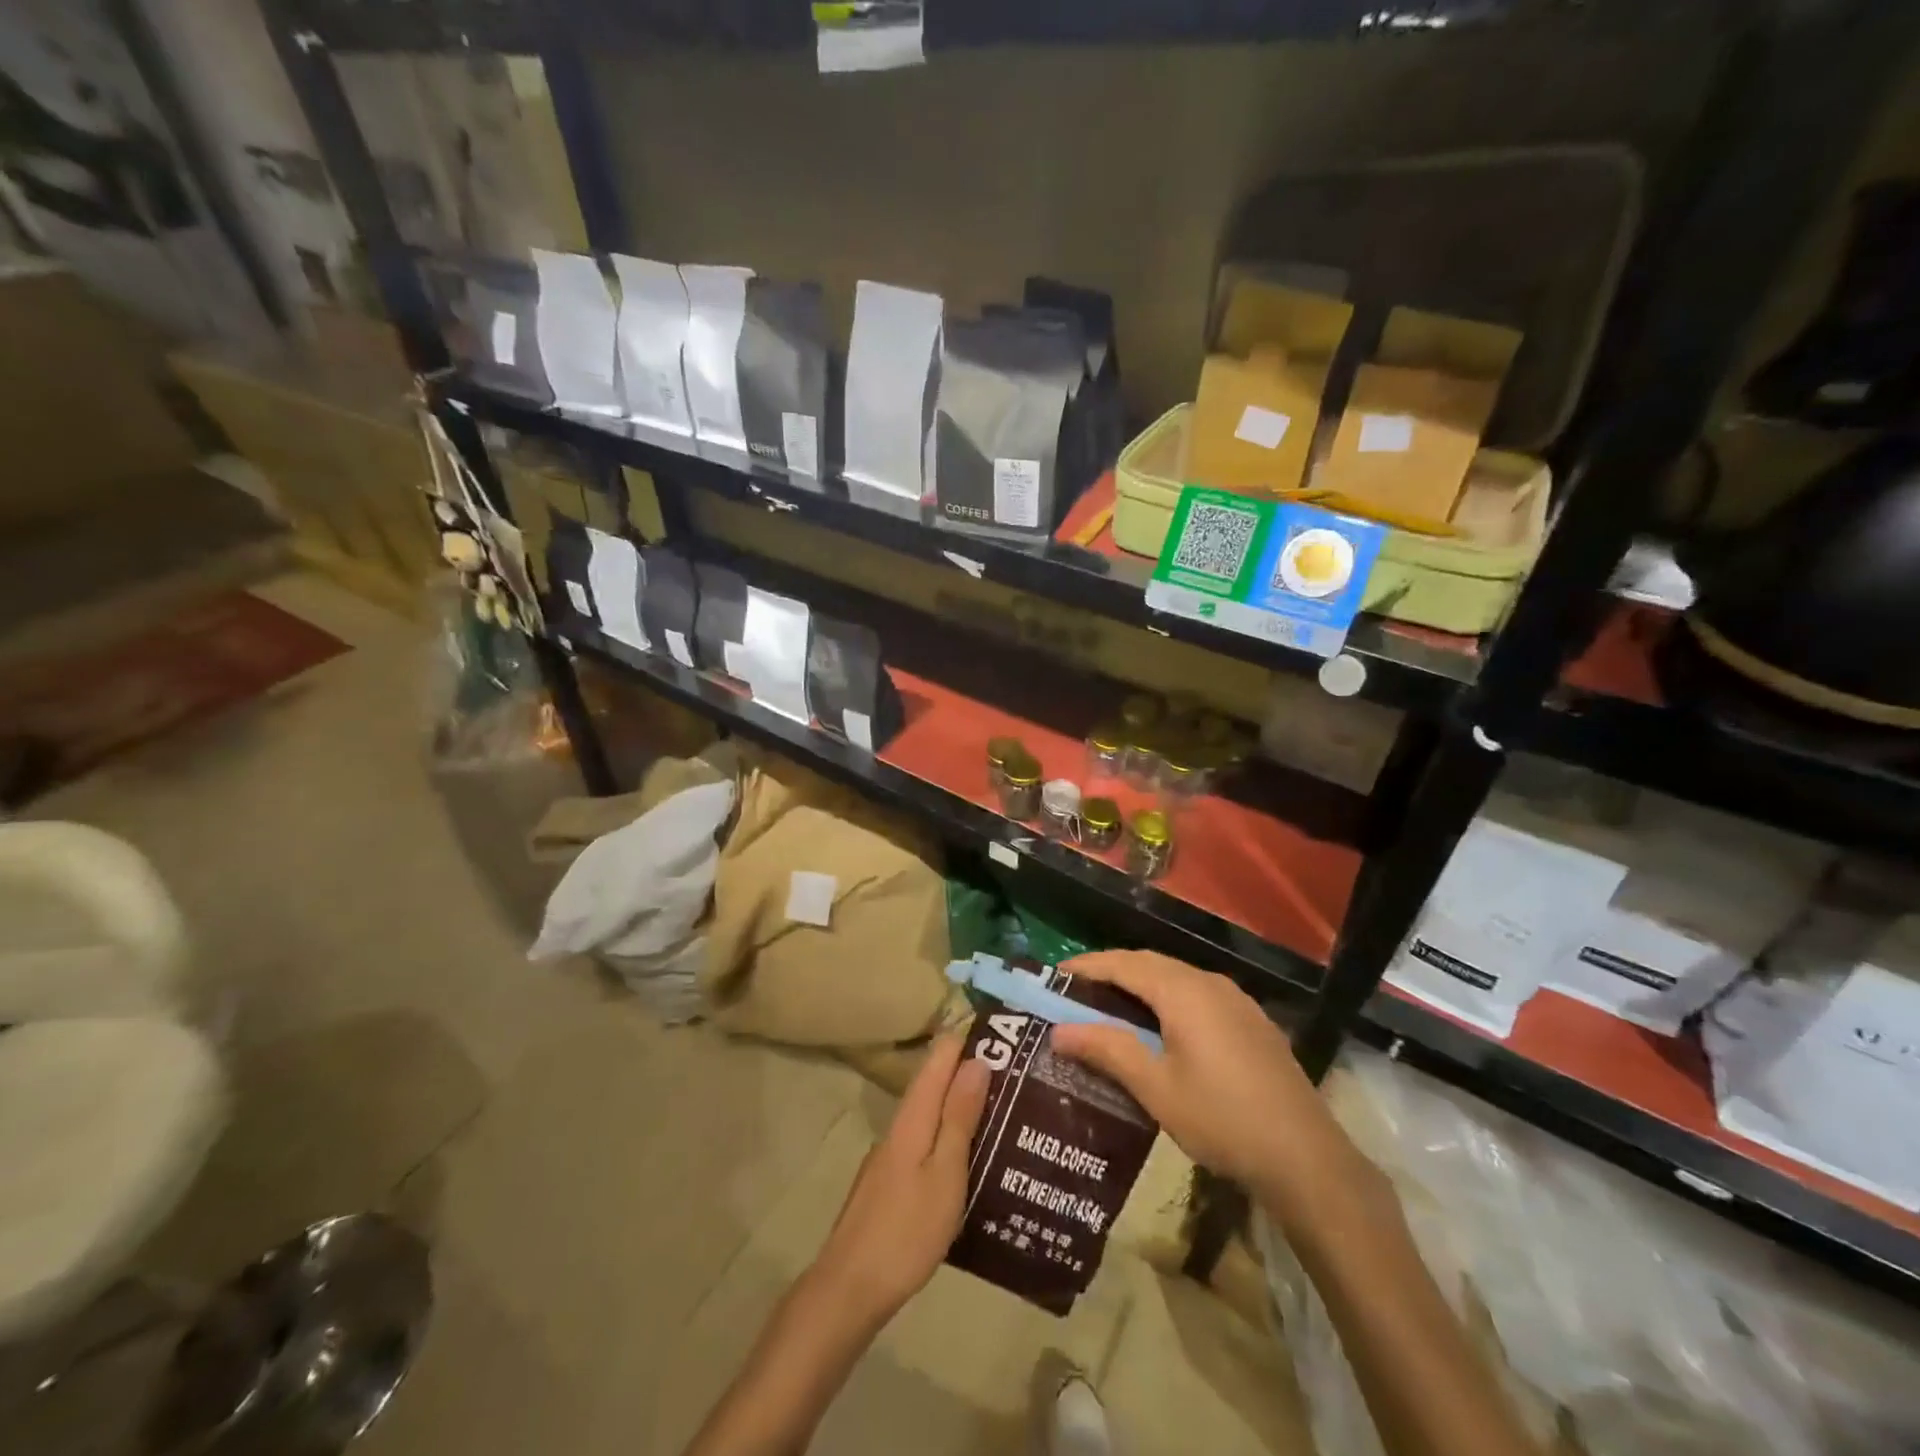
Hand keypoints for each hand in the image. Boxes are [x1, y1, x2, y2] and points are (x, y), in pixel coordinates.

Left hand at [806, 1033, 989, 1330]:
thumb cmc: (906, 1229)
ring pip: (930, 1114)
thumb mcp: (945, 1173)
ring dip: (960, 1104)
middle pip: (934, 1083)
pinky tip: (970, 1156)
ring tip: (1003, 1109)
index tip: (1004, 1033)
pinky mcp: (889, 1182)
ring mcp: (890, 1155)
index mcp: (913, 1117)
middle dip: (969, 1070)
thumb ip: (959, 1117)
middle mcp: (899, 1126)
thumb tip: (976, 1061)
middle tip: (1017, 1071)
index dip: (967, 1039)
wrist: (849, 1288)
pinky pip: (925, 1141)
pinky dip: (948, 1135)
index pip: (939, 1057)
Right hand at [1050, 951, 1343, 1205]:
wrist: (1306, 1157)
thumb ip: (1108, 1050)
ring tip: (1111, 1006)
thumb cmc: (1222, 1119)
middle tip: (1077, 991)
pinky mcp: (1251, 1020)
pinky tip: (1162, 1026)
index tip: (1055, 974)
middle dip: (1111, 971)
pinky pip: (1198, 993)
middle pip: (1149, 963)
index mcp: (1182, 991)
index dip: (1087, 966)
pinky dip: (1167, 997)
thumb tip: (1059, 1030)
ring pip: (1176, 977)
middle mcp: (1209, 983)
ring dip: (1140, 983)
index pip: (1123, 964)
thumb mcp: (1156, 1088)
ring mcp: (1235, 1000)